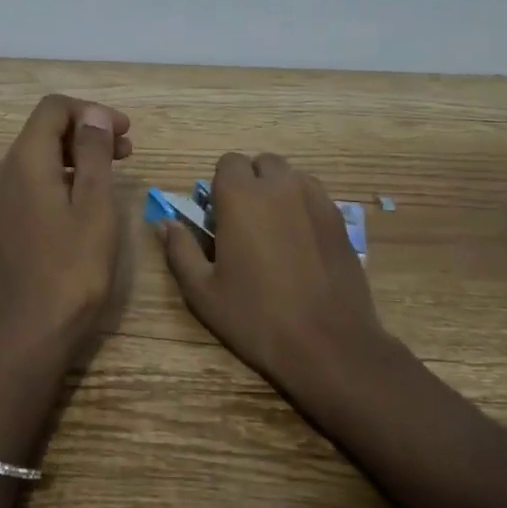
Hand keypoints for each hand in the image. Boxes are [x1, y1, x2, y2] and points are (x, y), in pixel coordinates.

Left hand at [0, 94, 131, 361]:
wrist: (34, 329)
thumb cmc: (74, 266)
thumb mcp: (95, 204)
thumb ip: (93, 152)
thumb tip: (92, 114)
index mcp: (24, 161)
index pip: (52, 109)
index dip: (90, 111)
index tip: (124, 132)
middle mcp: (3, 171)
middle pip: (44, 130)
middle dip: (86, 132)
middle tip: (127, 151)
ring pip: (38, 155)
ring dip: (76, 154)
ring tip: (113, 172)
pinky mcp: (2, 219)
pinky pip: (31, 180)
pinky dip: (61, 176)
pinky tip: (86, 197)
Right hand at [160, 152, 389, 401]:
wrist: (328, 344)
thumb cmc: (256, 316)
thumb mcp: (203, 291)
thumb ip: (180, 250)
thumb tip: (166, 223)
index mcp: (241, 197)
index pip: (228, 162)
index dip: (220, 185)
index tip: (219, 216)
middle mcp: (280, 186)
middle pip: (262, 163)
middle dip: (251, 182)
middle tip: (245, 221)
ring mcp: (316, 200)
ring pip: (292, 176)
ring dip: (279, 191)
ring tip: (275, 231)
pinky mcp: (340, 220)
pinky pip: (315, 197)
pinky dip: (303, 207)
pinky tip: (301, 244)